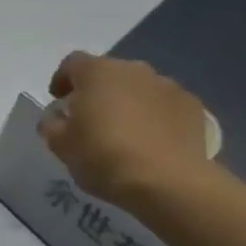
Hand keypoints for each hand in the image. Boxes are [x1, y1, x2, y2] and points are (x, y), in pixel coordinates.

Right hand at [40, 54, 215, 203]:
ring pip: (139, 88)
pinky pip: (165, 105)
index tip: (58, 100)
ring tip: (124, 132)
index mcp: (97, 72)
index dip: (62, 79)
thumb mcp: (61, 146)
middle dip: (97, 91)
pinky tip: (152, 141)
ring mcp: (167, 86)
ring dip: (128, 103)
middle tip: (90, 119)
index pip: (73, 63)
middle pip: (109, 73)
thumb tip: (56, 117)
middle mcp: (134, 69)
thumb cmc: (104, 157)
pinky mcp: (193, 106)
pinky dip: (155, 116)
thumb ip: (52, 125)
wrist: (169, 182)